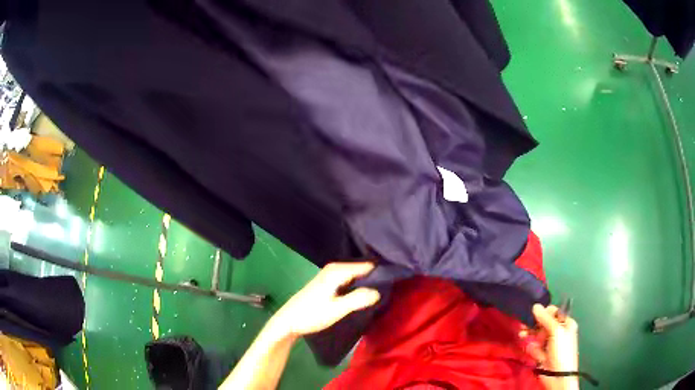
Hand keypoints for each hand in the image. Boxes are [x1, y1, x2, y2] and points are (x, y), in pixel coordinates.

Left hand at [270, 262, 380, 337]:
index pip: (367, 266)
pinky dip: (358, 286)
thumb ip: (358, 299)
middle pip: (362, 269)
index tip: (395, 282)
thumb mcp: (337, 309)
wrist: (288, 321)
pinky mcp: (328, 283)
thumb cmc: (311, 315)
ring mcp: (330, 275)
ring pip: (356, 275)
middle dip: (375, 278)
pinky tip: (364, 296)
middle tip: (391, 290)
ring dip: (367, 283)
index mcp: (337, 270)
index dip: (381, 273)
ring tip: (382, 293)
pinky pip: (349, 280)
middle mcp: (334, 268)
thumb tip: (379, 291)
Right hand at [520, 304, 578, 389]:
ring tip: (522, 335)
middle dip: (534, 324)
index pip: (554, 312)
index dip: (544, 313)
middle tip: (524, 325)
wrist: (558, 375)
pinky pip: (534, 347)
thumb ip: (546, 319)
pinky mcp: (541, 354)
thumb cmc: (562, 350)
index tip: (534, 314)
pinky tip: (530, 350)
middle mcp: (558, 332)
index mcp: (566, 323)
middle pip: (544, 323)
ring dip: (530, 335)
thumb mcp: (556, 331)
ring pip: (537, 335)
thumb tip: (535, 305)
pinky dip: (532, 348)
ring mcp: (549, 344)